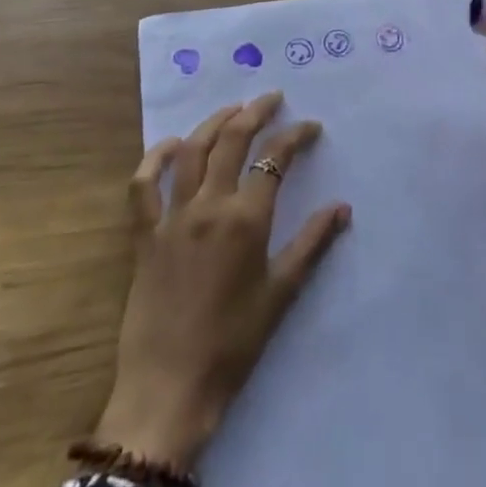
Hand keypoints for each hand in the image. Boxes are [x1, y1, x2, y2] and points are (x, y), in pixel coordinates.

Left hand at [94, 92, 351, 473]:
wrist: (169, 388)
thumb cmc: (233, 345)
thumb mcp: (280, 295)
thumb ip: (311, 244)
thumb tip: (342, 207)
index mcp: (246, 220)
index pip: (274, 159)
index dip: (295, 136)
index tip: (311, 127)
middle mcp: (209, 205)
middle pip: (232, 140)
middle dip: (255, 112)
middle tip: (272, 98)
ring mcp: (172, 216)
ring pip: (192, 151)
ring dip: (213, 123)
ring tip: (233, 110)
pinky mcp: (144, 233)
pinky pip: (143, 184)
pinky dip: (155, 157)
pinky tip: (171, 144)